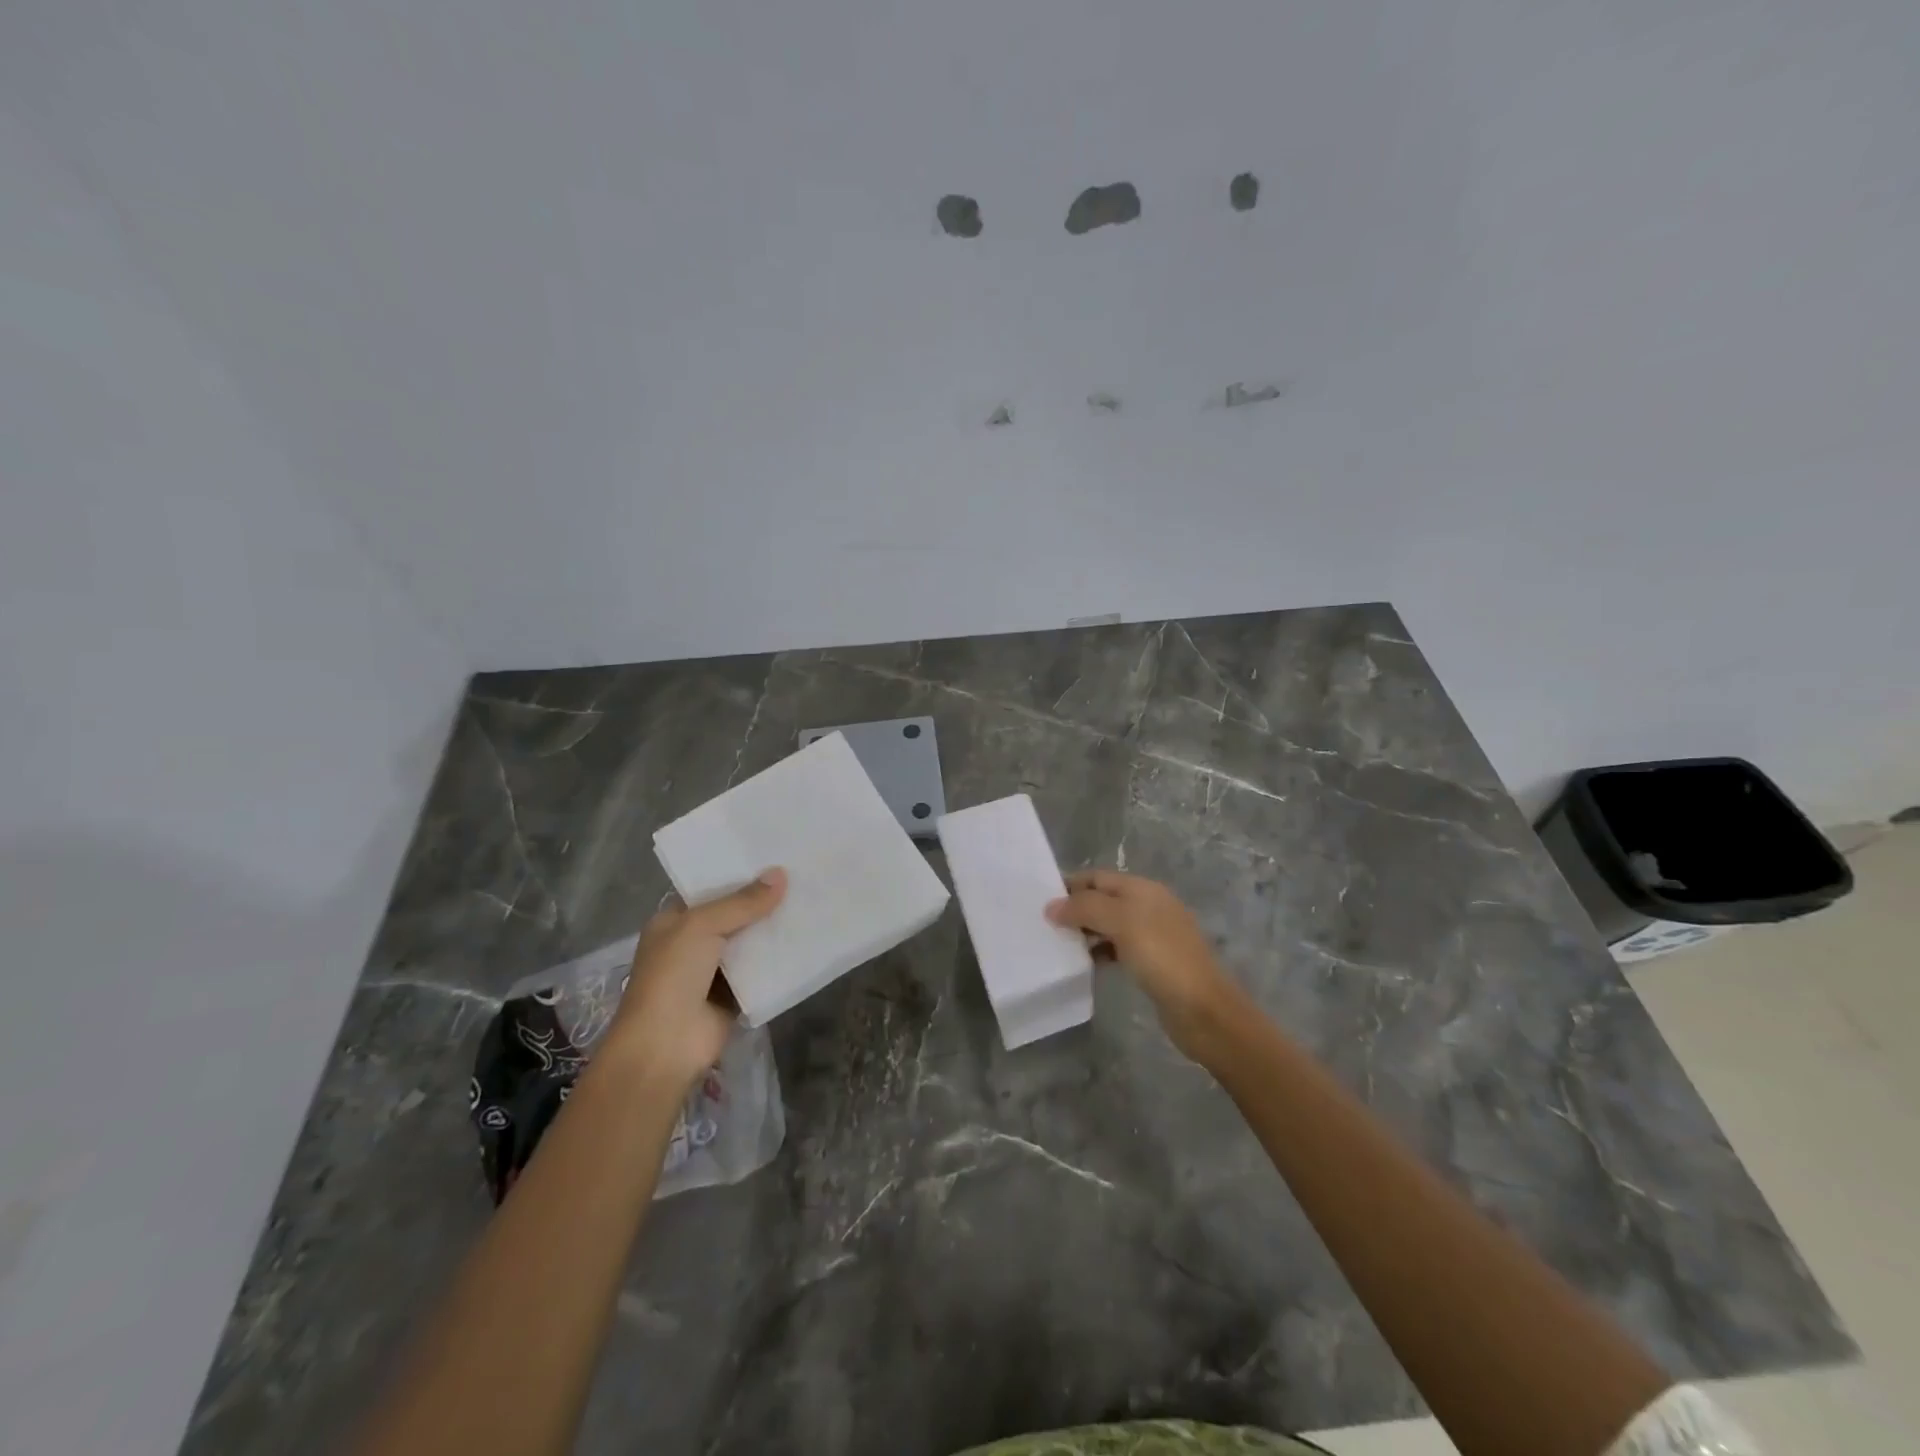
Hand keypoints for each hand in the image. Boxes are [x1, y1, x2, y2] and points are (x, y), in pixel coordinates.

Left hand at [602, 869, 786, 1088]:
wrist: (665, 1046)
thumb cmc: (672, 976)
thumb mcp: (702, 927)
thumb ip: (742, 902)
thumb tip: (780, 874)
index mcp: (673, 922)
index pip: (710, 890)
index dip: (739, 875)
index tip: (774, 859)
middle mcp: (692, 943)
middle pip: (734, 915)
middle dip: (762, 901)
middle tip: (802, 876)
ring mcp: (713, 971)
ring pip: (750, 942)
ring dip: (774, 929)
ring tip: (811, 901)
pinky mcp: (734, 996)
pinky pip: (761, 971)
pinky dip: (779, 960)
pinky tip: (807, 940)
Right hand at [1047, 870, 1244, 1061]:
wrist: (1203, 1009)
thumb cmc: (1161, 956)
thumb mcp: (1120, 922)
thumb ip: (1084, 908)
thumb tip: (1051, 906)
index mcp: (1143, 889)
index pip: (1097, 877)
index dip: (1070, 885)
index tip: (1039, 900)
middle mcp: (1149, 906)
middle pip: (1103, 899)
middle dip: (1075, 909)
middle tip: (1044, 925)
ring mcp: (1153, 935)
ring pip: (1109, 925)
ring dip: (1085, 932)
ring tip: (1058, 944)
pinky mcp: (1153, 963)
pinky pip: (1118, 948)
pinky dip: (1100, 952)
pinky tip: (1085, 964)